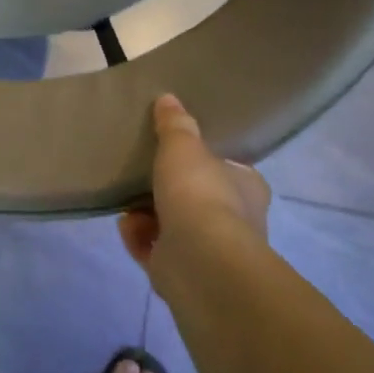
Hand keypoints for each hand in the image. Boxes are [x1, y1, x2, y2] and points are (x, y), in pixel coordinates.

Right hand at [118, 94, 269, 269]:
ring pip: (173, 225)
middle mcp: (235, 220)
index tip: (176, 151)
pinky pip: (155, 249)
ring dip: (147, 213)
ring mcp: (209, 251)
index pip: (228, 169)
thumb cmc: (199, 193)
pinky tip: (126, 225)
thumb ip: (175, 124)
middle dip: (167, 189)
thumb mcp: (183, 146)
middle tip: (141, 173)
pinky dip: (139, 237)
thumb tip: (168, 99)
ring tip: (127, 200)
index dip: (204, 160)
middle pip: (197, 198)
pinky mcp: (183, 274)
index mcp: (246, 187)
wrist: (199, 260)